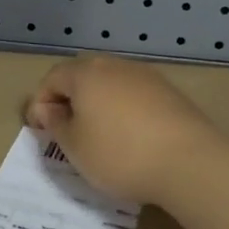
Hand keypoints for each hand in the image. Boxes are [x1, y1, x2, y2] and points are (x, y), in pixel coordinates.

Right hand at [24, 55, 228, 205]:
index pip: (52, 78)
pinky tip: (128, 136)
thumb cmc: (119, 154)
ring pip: (110, 84)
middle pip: (82, 76)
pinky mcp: (169, 93)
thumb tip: (49, 109)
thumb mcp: (75, 147)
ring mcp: (145, 77)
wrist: (189, 162)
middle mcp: (114, 66)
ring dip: (97, 104)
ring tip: (96, 134)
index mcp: (86, 74)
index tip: (38, 129)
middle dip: (68, 100)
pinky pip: (134, 96)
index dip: (40, 102)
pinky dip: (123, 110)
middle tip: (64, 129)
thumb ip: (56, 124)